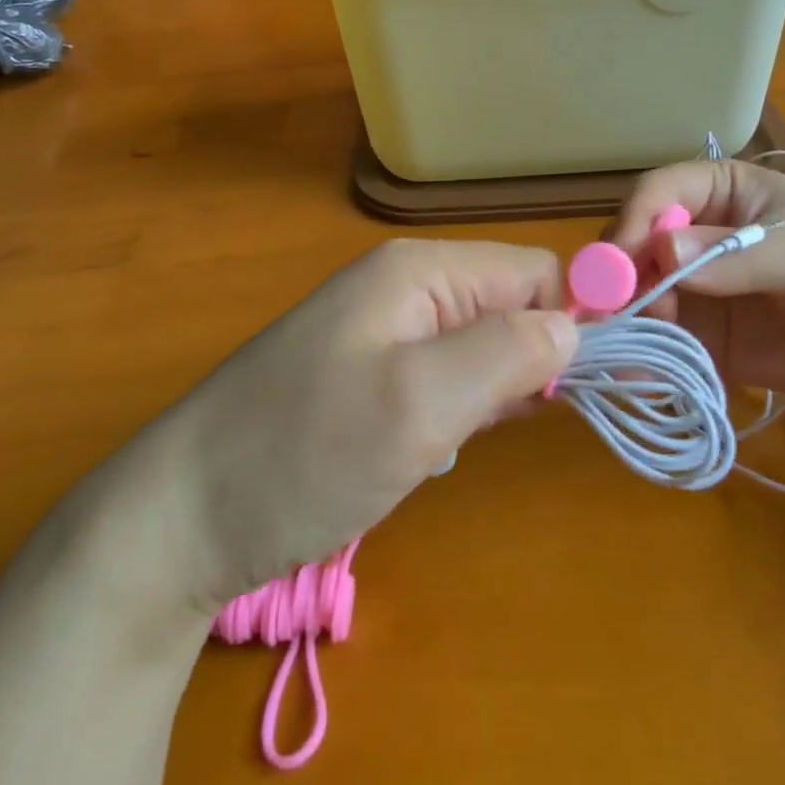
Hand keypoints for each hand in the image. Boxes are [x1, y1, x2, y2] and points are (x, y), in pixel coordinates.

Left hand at [172, 240, 576, 606]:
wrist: (182, 514)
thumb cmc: (304, 451)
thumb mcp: (419, 403)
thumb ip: (506, 354)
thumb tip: (575, 327)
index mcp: (419, 270)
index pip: (531, 272)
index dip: (574, 319)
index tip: (602, 385)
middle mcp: (404, 286)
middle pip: (507, 304)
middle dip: (533, 361)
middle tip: (531, 425)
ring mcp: (382, 331)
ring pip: (478, 345)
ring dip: (494, 392)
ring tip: (470, 442)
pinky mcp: (368, 376)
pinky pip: (443, 377)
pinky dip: (460, 411)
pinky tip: (441, 449)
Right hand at [609, 161, 784, 400]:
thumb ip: (733, 254)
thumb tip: (659, 249)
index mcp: (721, 192)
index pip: (658, 193)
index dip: (633, 221)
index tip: (620, 265)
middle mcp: (699, 236)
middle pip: (639, 247)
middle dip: (622, 279)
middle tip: (614, 316)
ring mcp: (703, 290)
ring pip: (644, 298)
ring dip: (627, 323)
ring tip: (620, 355)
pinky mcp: (713, 340)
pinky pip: (668, 345)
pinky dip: (648, 360)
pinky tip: (637, 379)